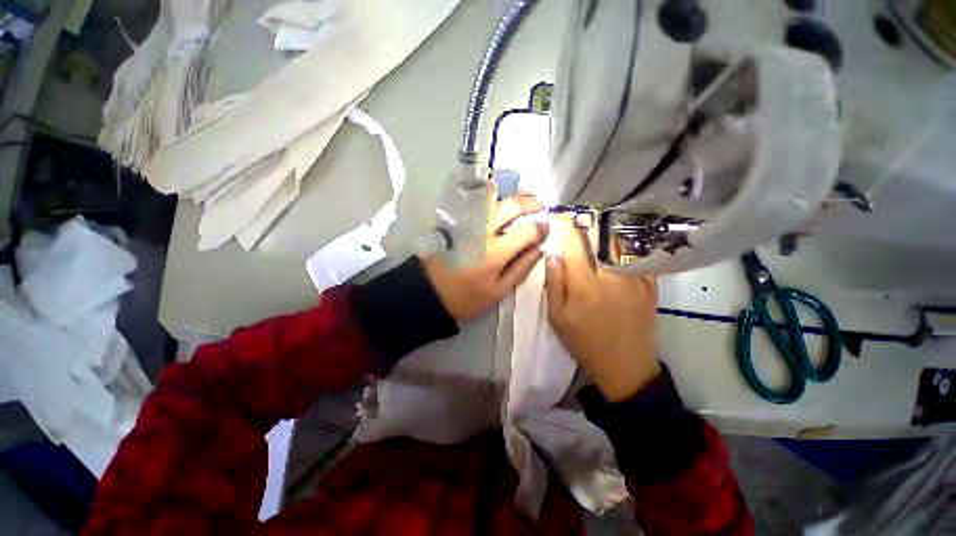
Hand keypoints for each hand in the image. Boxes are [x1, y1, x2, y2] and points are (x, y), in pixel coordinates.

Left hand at [423, 194, 548, 320]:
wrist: (430, 292)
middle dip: (530, 202)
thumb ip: (521, 268)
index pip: (526, 231)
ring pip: (492, 198)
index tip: (546, 228)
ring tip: (522, 200)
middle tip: (539, 206)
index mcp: (495, 254)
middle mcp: (482, 232)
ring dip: (511, 196)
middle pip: (510, 206)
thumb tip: (540, 248)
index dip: (540, 227)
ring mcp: (466, 223)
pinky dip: (490, 196)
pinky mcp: (455, 221)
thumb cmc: (467, 297)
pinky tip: (498, 201)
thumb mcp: (498, 291)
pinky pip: (475, 201)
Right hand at [544, 219, 659, 401]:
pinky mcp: (649, 285)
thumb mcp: (557, 317)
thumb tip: (553, 254)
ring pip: (620, 243)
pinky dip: (625, 245)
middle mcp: (612, 276)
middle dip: (587, 223)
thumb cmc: (584, 342)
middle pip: (600, 238)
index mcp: (585, 285)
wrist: (625, 365)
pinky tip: (617, 244)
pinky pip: (638, 256)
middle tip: (578, 218)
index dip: (565, 227)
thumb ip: (554, 283)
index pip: (574, 245)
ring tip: (596, 227)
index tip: (559, 217)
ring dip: (605, 231)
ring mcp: (635, 279)